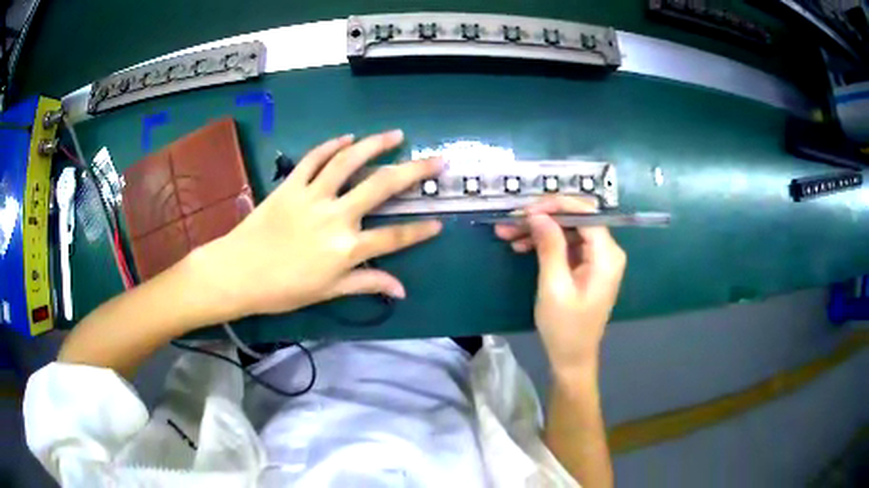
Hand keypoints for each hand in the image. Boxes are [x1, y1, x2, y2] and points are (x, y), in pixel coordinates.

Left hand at [200, 130, 442, 320]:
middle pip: (382, 186)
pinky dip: (331, 145)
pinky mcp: (290, 184)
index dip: (420, 231)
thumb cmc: (283, 289)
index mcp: (346, 248)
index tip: (439, 223)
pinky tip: (348, 137)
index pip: (394, 237)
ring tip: (396, 135)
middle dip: (415, 171)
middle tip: (436, 160)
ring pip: (349, 161)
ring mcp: (312, 195)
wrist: (238, 273)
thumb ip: (366, 284)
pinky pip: (313, 158)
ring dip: (376, 144)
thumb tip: (401, 290)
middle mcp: (335, 216)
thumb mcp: (328, 292)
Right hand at [495, 196, 625, 373]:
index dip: (556, 206)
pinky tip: (521, 246)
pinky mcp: (586, 267)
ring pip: (567, 231)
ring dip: (539, 230)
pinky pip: (566, 245)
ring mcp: (597, 259)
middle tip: (511, 221)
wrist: (572, 357)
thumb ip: (549, 246)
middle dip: (542, 217)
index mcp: (607, 255)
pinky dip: (545, 244)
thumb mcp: (554, 286)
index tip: (526, 210)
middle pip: (575, 220)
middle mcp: (607, 251)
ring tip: (507, 233)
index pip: (585, 213)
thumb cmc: (565, 327)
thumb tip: (538, 215)